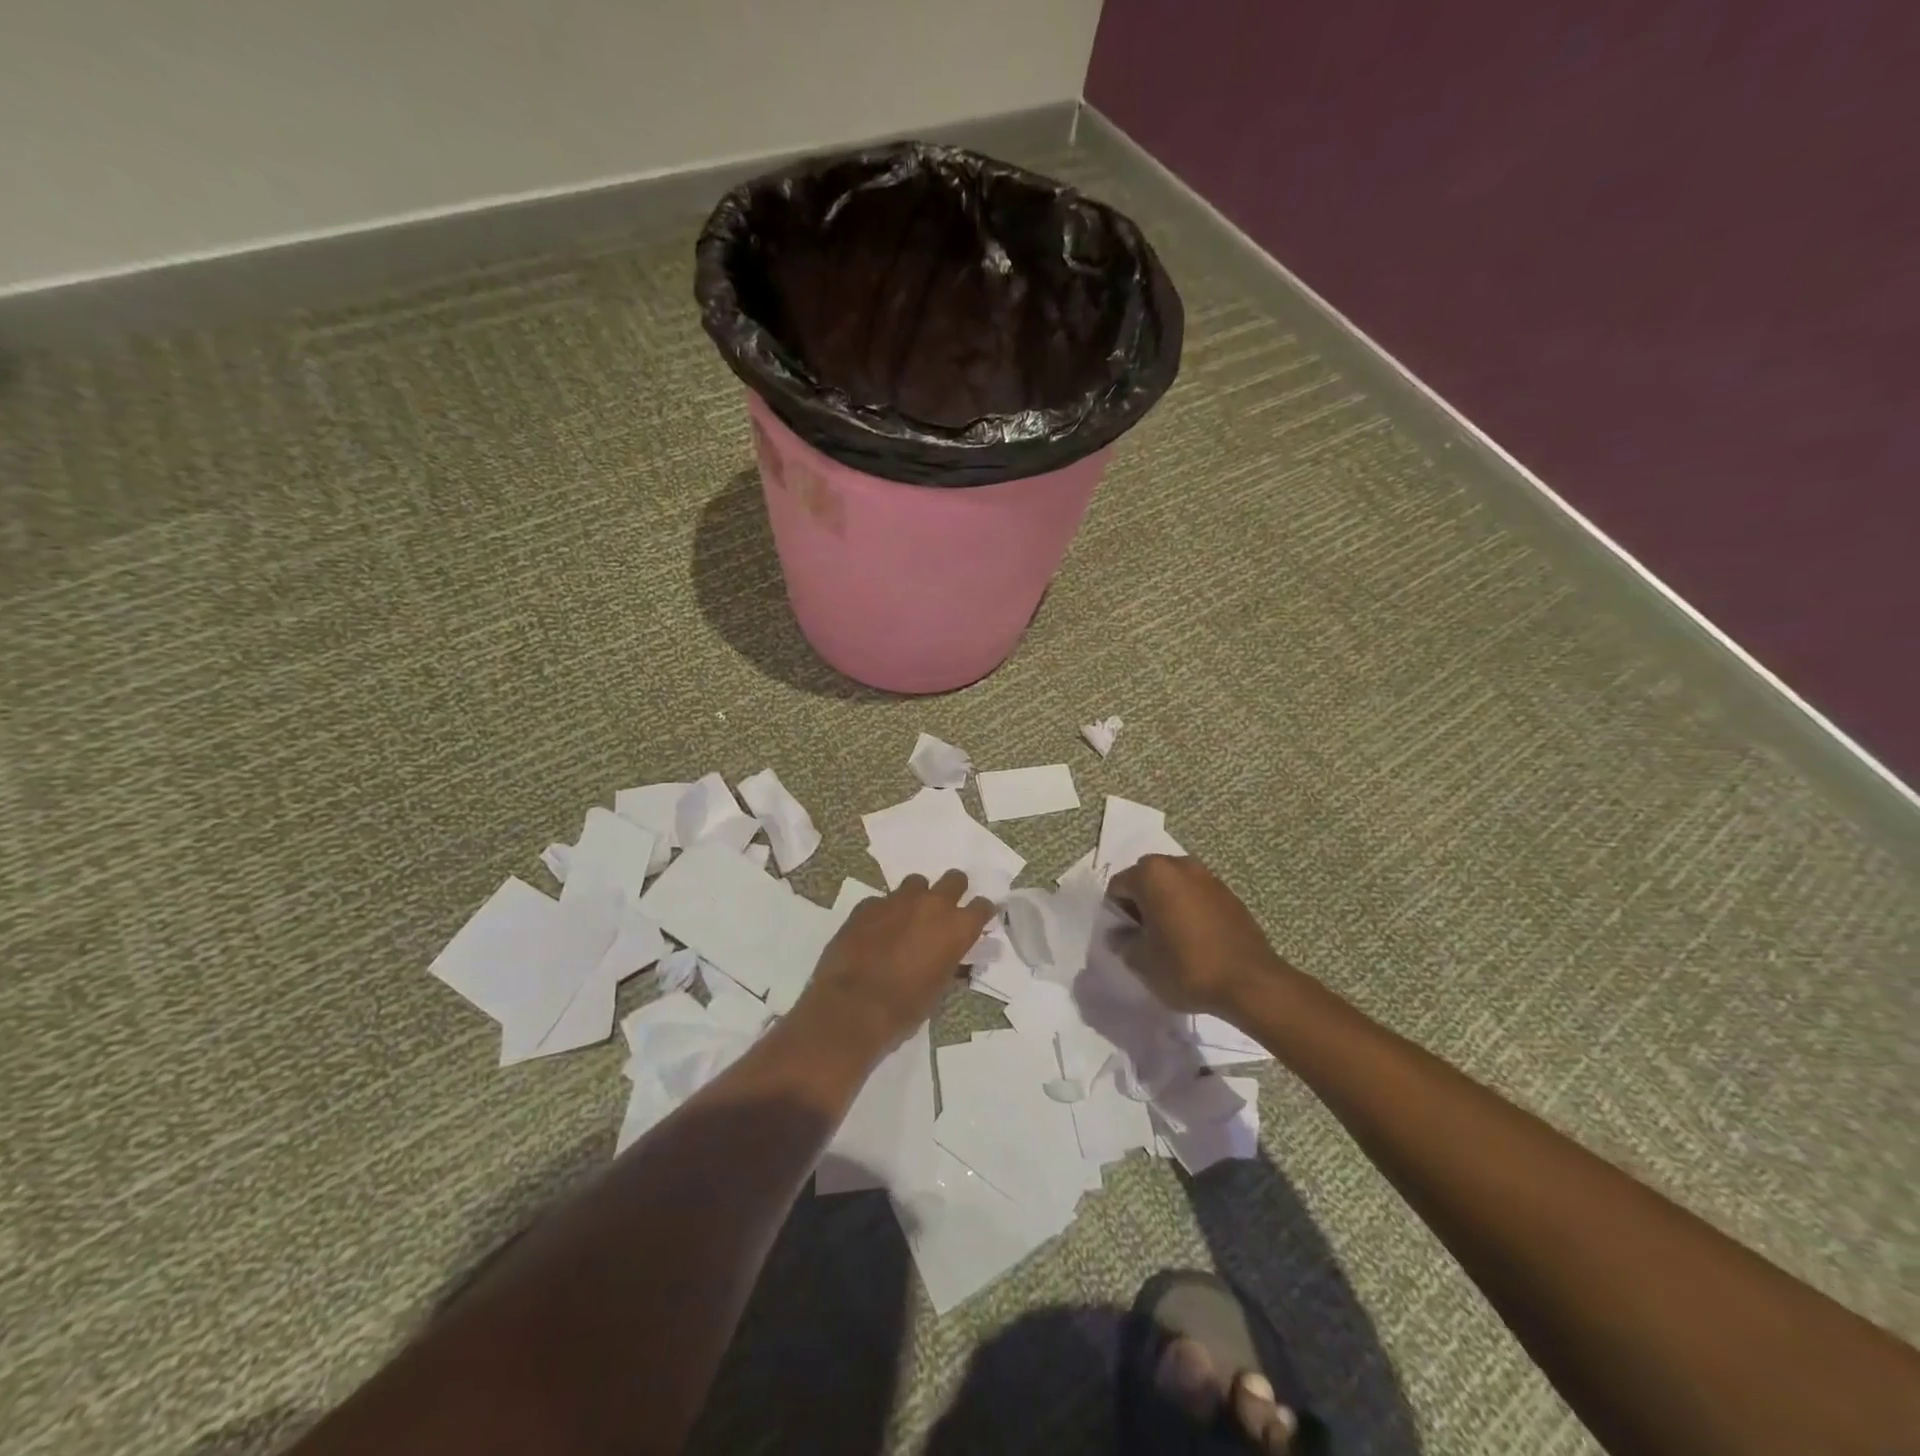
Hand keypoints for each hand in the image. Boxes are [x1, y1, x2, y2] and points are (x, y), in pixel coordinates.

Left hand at [795, 870, 997, 1057]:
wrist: (852, 1006)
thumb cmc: (904, 1008)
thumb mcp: (938, 989)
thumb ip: (949, 962)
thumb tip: (951, 956)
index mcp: (957, 928)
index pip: (983, 907)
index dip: (981, 913)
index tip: (977, 921)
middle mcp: (932, 905)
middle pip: (954, 879)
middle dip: (953, 891)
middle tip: (944, 910)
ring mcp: (898, 900)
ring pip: (916, 883)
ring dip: (917, 897)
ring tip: (908, 918)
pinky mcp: (868, 905)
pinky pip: (883, 900)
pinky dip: (885, 912)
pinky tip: (875, 931)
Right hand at [1105, 855, 1290, 1016]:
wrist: (1250, 982)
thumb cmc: (1187, 966)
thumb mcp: (1141, 961)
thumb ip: (1122, 942)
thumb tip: (1121, 935)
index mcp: (1152, 874)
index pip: (1118, 887)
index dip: (1116, 914)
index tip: (1125, 938)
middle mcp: (1179, 865)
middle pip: (1146, 880)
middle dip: (1141, 903)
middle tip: (1145, 936)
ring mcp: (1207, 876)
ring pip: (1173, 886)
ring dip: (1166, 904)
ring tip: (1171, 938)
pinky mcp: (1229, 893)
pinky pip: (1196, 895)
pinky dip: (1189, 910)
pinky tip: (1195, 939)